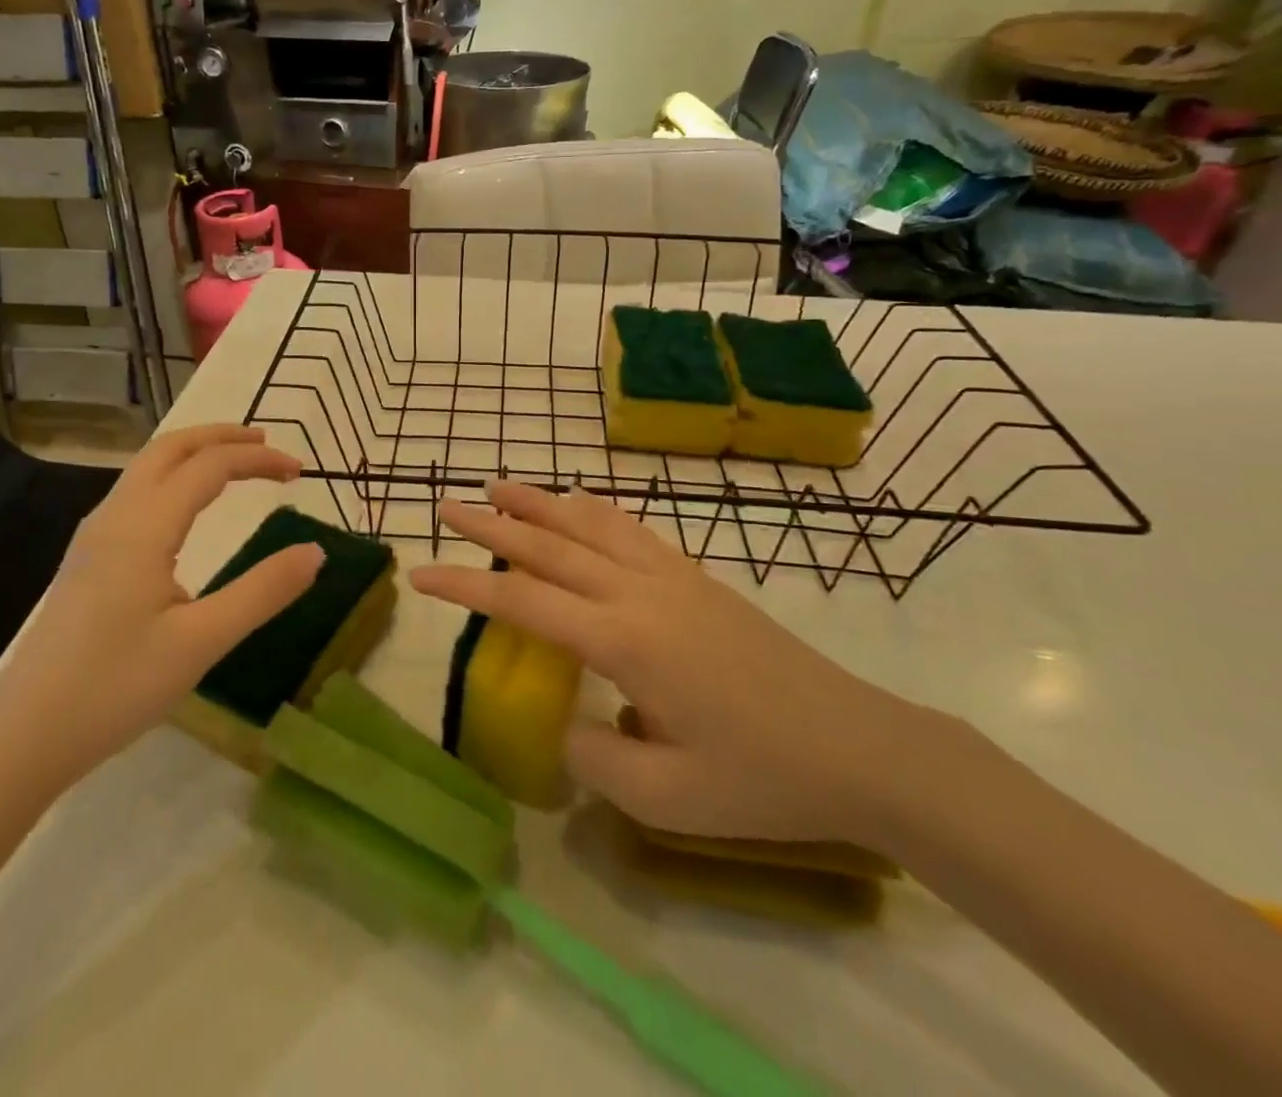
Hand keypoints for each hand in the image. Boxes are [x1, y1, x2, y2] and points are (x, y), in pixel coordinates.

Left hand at [0, 426, 322, 797]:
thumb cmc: (115, 688)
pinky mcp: (86, 559)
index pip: (209, 466)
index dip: (258, 459)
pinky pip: (135, 492)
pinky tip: (187, 506)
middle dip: (221, 436)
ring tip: (235, 462)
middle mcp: (114, 516)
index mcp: (143, 527)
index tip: (300, 470)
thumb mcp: (202, 642)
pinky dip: (173, 476)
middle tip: (267, 444)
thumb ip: (263, 591)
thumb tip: (315, 552)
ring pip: (147, 467)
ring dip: (195, 453)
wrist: (24, 737)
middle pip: (170, 448)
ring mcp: (94, 536)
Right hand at [408, 480, 925, 846]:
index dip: (467, 584)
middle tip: (447, 506)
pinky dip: (594, 509)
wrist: (859, 747)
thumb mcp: (666, 796)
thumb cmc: (761, 778)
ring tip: (499, 484)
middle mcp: (639, 593)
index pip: (523, 601)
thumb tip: (564, 722)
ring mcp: (671, 577)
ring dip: (539, 503)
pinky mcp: (696, 578)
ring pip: (590, 524)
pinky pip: (632, 529)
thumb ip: (594, 757)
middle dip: (492, 525)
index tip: (422, 573)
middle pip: (549, 546)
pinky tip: (580, 502)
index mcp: (624, 641)